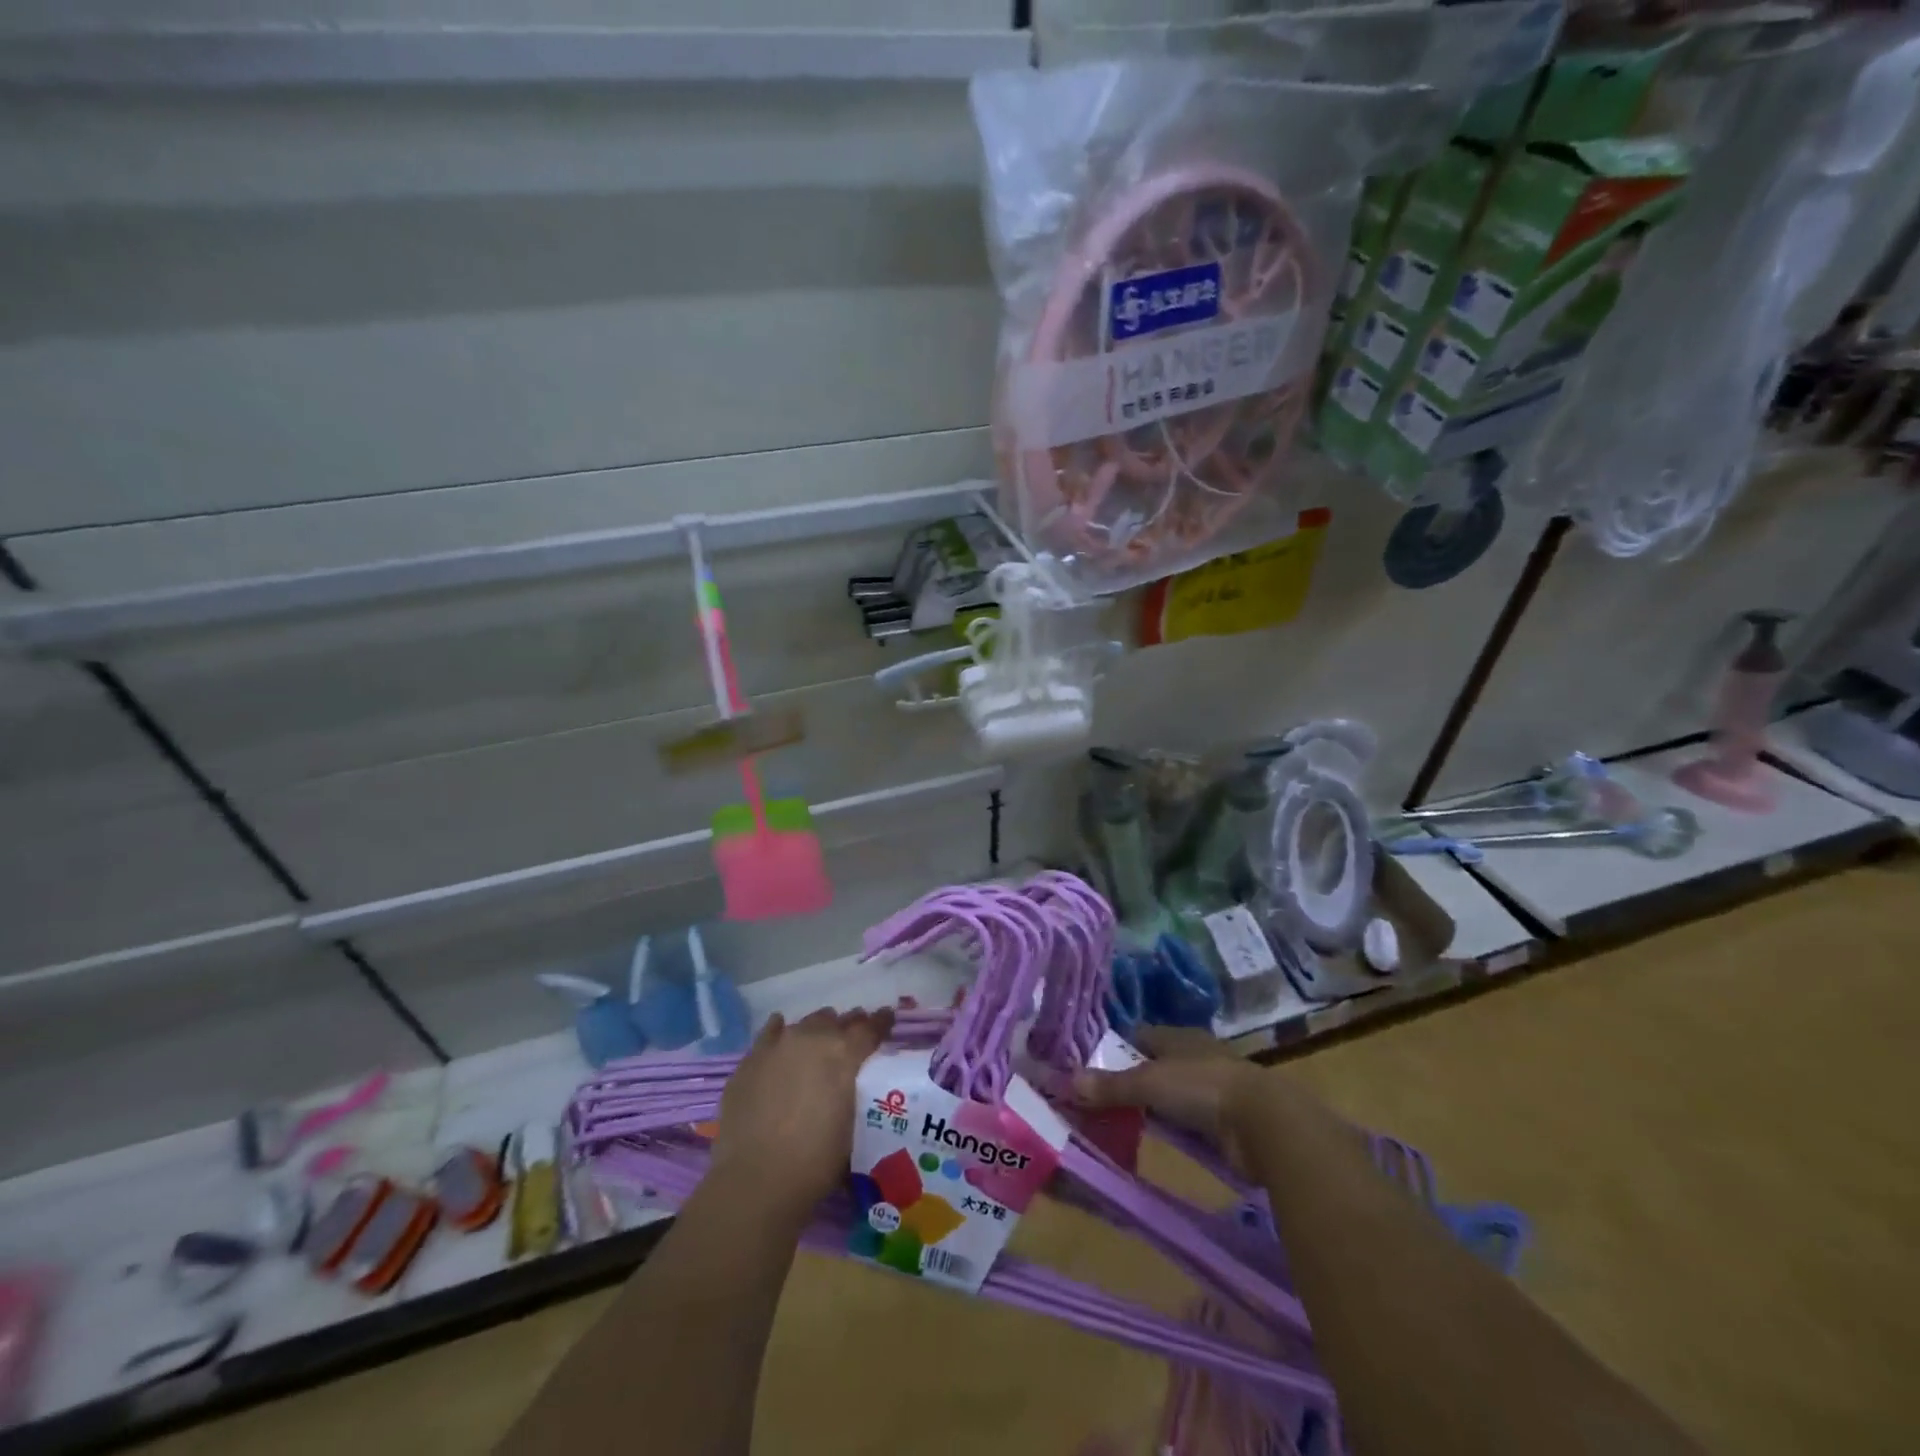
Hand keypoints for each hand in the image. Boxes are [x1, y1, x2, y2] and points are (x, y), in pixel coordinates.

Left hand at [711, 1006, 893, 1219]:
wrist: (755, 1180)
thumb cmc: (814, 1163)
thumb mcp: (851, 1129)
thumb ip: (854, 1096)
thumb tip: (851, 1092)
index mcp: (844, 1054)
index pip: (870, 1028)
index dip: (880, 1022)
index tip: (886, 1018)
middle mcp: (813, 1038)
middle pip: (836, 1021)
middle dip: (846, 1027)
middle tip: (851, 1040)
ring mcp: (779, 1045)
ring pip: (805, 1024)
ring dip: (816, 1032)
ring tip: (818, 1044)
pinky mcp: (751, 1059)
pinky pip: (770, 1033)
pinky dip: (779, 1034)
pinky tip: (781, 1037)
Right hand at [1071, 1025, 1266, 1167]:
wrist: (1265, 1124)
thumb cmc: (1202, 1087)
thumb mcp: (1149, 1083)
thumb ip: (1110, 1085)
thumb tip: (1065, 1082)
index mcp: (1178, 1037)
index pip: (1139, 1036)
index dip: (1115, 1049)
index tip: (1089, 1068)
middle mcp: (1193, 1058)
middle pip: (1153, 1067)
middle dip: (1129, 1082)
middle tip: (1096, 1101)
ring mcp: (1210, 1090)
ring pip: (1169, 1097)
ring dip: (1149, 1109)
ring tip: (1117, 1123)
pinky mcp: (1223, 1123)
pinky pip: (1185, 1125)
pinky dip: (1169, 1130)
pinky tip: (1153, 1140)